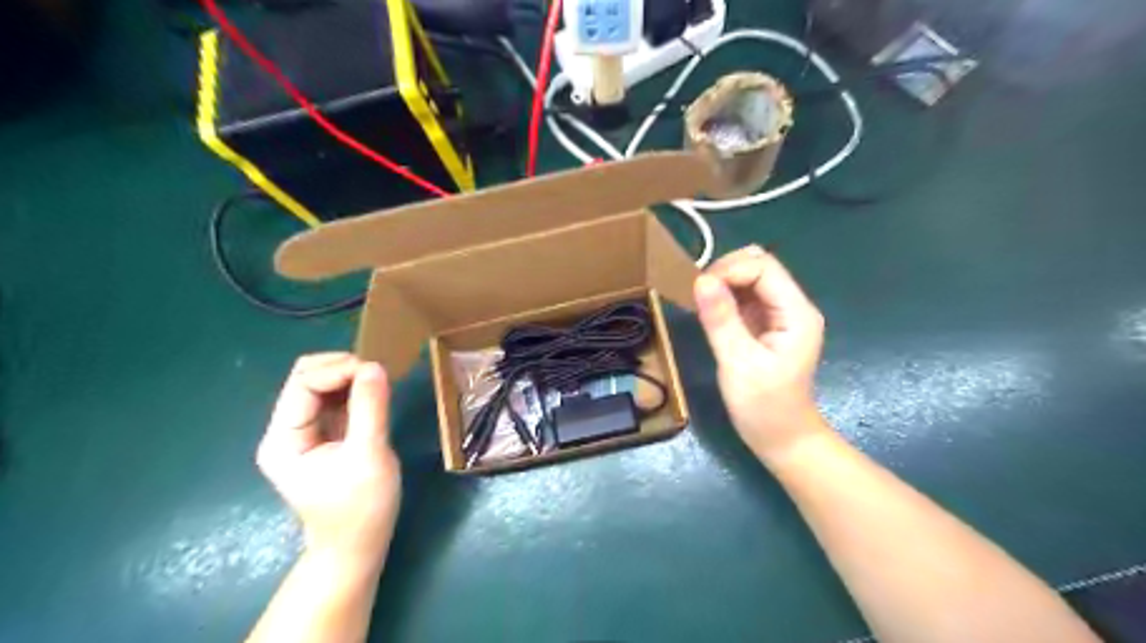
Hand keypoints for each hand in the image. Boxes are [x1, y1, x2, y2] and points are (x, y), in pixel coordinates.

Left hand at [257, 354, 399, 559]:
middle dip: (342, 369)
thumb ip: (370, 409)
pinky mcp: (324, 435)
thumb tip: (375, 366)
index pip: (303, 385)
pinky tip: (375, 394)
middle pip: (306, 379)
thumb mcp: (369, 456)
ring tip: (380, 383)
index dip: (338, 370)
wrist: (357, 546)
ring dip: (350, 377)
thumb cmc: (360, 508)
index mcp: (283, 440)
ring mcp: (304, 433)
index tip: (376, 371)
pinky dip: (354, 390)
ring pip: (321, 385)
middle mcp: (286, 431)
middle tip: (378, 374)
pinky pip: (335, 400)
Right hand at [695, 244, 829, 455]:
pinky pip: (744, 297)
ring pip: (749, 278)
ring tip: (701, 306)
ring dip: (722, 284)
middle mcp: (792, 306)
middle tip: (698, 297)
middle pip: (758, 266)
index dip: (729, 270)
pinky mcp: (766, 324)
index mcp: (796, 313)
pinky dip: (724, 298)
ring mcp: (780, 314)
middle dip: (725, 273)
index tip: (699, 290)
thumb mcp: (739, 364)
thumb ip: (721, 320)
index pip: (763, 267)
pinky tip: (710, 314)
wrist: (782, 439)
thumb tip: (701, 280)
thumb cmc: (764, 407)